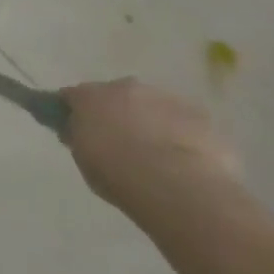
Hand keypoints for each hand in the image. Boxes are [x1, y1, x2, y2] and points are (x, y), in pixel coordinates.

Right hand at [60, 78, 239, 222]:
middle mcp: (125, 87)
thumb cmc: (118, 173)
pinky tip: (185, 161)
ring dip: (151, 122)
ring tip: (157, 156)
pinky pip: (185, 122)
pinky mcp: (200, 115)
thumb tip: (80, 131)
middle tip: (120, 143)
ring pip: (153, 106)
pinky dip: (181, 136)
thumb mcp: (84, 158)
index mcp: (90, 96)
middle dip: (117, 113)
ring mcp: (165, 98)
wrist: (177, 186)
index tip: (76, 128)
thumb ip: (80, 137)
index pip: (73, 96)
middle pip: (116, 96)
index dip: (73, 111)